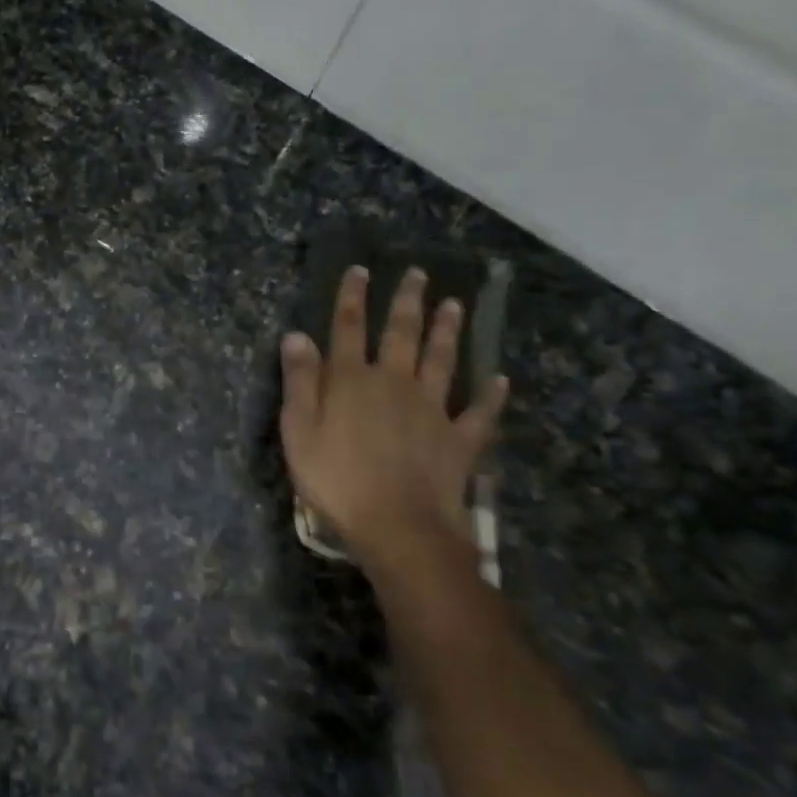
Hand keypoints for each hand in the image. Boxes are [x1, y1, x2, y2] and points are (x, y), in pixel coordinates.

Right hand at [279, 265, 507, 572]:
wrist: (398, 526)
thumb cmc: (336, 480)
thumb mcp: (299, 431)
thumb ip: (300, 382)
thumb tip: (296, 335)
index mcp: (351, 382)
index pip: (348, 330)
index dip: (352, 299)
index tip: (361, 270)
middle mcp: (394, 384)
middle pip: (402, 335)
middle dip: (407, 303)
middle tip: (418, 274)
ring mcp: (431, 410)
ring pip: (442, 362)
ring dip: (448, 332)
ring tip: (455, 305)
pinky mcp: (458, 440)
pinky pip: (478, 414)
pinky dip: (490, 396)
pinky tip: (500, 381)